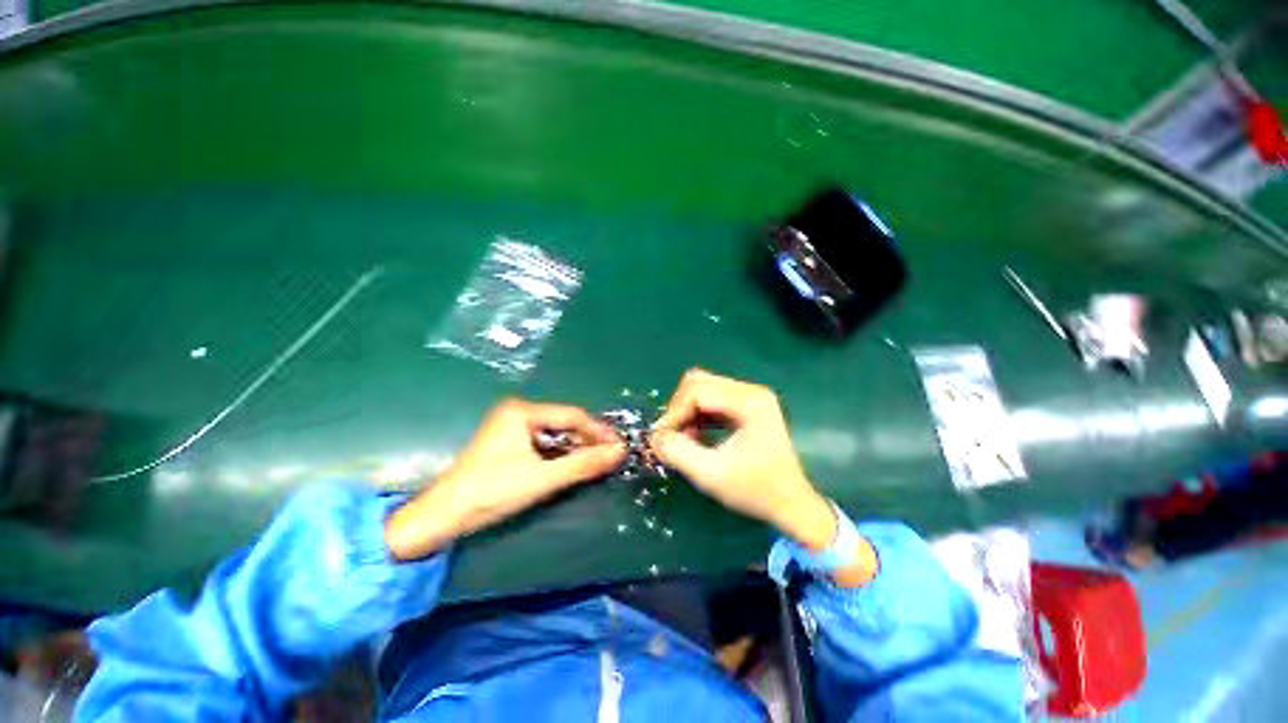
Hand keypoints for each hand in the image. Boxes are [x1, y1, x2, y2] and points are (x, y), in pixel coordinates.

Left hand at [385, 399, 625, 559]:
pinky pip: (543, 443)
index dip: (598, 431)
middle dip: (588, 439)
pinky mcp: (507, 443)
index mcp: (522, 411)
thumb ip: (583, 464)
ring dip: (575, 447)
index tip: (619, 445)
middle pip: (563, 422)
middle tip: (610, 455)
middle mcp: (517, 412)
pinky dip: (560, 454)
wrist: (442, 516)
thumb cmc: (492, 492)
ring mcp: (510, 427)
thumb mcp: (543, 478)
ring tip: (596, 461)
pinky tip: (572, 464)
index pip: (572, 416)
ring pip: (554, 433)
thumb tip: (619, 452)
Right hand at [652, 370, 877, 586]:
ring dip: (686, 411)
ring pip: (702, 389)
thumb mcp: (712, 475)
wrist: (792, 504)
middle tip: (671, 436)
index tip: (661, 439)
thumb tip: (653, 436)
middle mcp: (750, 391)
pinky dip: (697, 415)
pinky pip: (710, 399)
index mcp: (749, 402)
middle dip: (678, 408)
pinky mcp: (745, 406)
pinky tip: (695, 436)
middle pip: (698, 382)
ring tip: (683, 439)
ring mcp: (749, 397)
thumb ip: (678, 453)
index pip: (697, 391)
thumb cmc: (757, 491)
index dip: (674, 412)